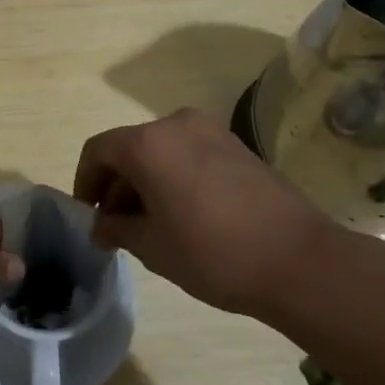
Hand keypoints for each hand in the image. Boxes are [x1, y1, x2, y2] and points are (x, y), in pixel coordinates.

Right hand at [73, 108, 329, 317]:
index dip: (85, 183)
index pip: (98, 150)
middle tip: (117, 226)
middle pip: (129, 147)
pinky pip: (188, 152)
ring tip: (151, 223)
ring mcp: (210, 130)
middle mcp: (175, 124)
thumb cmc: (214, 253)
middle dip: (117, 184)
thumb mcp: (153, 247)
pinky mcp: (236, 144)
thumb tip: (101, 226)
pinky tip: (184, 212)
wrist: (300, 260)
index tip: (90, 217)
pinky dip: (174, 174)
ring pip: (160, 149)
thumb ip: (117, 229)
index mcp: (148, 143)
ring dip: (146, 180)